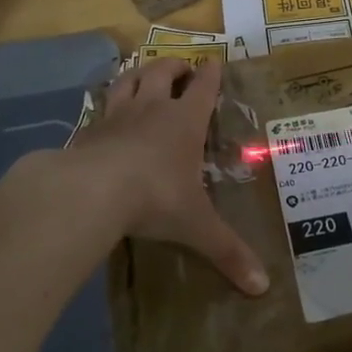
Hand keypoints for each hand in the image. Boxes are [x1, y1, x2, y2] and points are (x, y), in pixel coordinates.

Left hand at [63, 56, 270, 295]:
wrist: (89, 192)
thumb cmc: (154, 198)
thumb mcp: (196, 226)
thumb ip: (228, 252)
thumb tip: (263, 287)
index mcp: (184, 122)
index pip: (203, 87)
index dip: (211, 74)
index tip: (215, 63)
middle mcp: (152, 109)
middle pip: (162, 72)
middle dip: (174, 66)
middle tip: (182, 68)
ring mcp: (116, 115)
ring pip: (129, 79)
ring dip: (139, 73)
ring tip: (145, 74)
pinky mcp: (88, 129)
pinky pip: (100, 105)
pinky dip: (108, 102)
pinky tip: (107, 111)